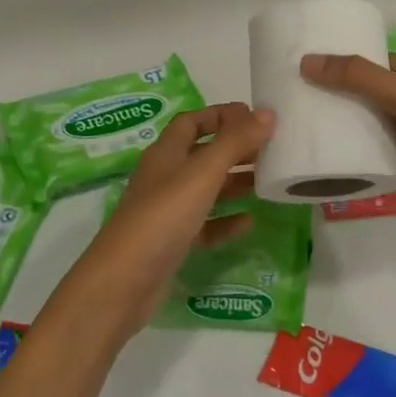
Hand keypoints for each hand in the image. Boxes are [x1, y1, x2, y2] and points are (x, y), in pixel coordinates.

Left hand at [52, 102, 273, 346]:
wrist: (123, 283)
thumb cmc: (162, 216)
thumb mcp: (202, 173)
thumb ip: (235, 142)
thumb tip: (268, 113)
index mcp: (166, 153)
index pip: (192, 121)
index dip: (221, 115)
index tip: (255, 117)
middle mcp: (165, 177)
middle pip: (203, 154)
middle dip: (235, 148)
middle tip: (272, 150)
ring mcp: (167, 212)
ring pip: (206, 189)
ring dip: (234, 183)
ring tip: (268, 181)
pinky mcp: (173, 243)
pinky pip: (205, 225)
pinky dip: (226, 221)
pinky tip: (249, 223)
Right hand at [300, 53, 395, 237]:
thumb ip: (359, 78)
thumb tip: (306, 62)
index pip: (370, 62)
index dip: (341, 59)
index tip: (304, 62)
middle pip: (364, 95)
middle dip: (335, 95)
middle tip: (292, 98)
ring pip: (368, 127)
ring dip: (343, 127)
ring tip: (301, 127)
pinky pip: (375, 159)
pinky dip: (355, 159)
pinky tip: (328, 162)